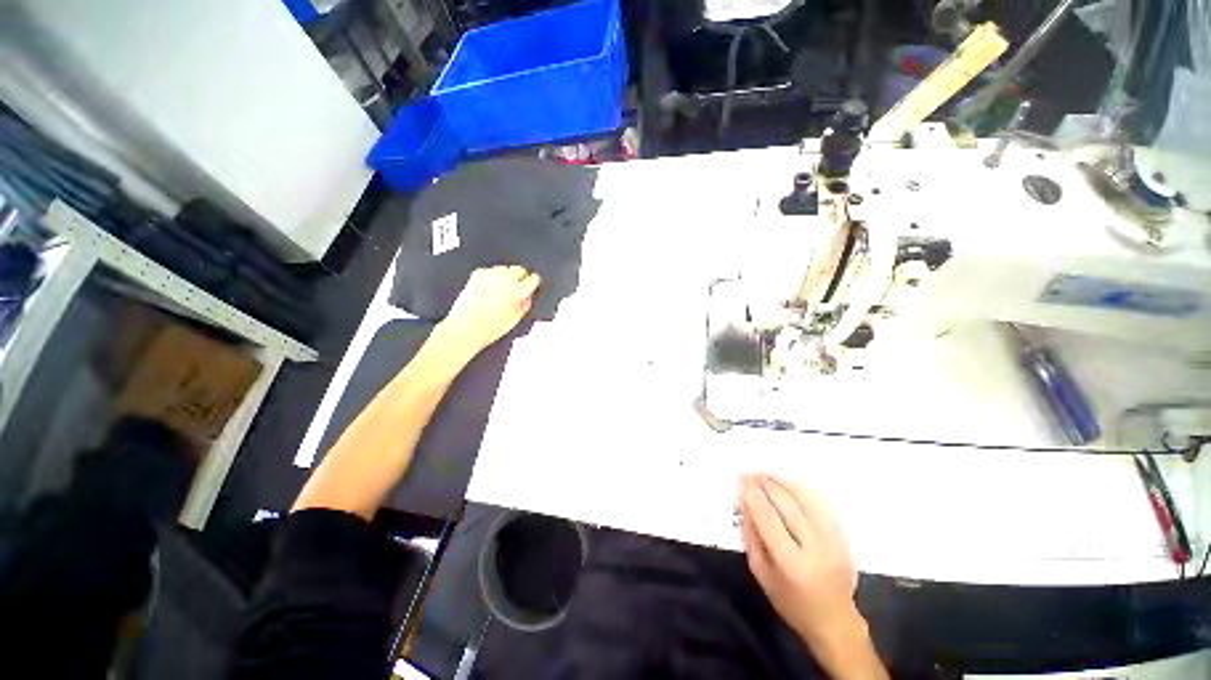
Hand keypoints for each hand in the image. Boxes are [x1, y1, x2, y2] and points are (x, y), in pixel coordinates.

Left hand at [440, 266, 540, 357]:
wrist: (467, 327)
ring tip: (502, 289)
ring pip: (505, 268)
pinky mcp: (478, 274)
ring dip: (507, 276)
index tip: (532, 285)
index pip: (533, 279)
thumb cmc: (489, 327)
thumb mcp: (516, 319)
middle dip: (521, 277)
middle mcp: (506, 279)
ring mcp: (491, 275)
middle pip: (520, 269)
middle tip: (518, 288)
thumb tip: (529, 296)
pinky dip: (493, 277)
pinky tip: (491, 288)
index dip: (534, 283)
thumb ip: (526, 305)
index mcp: (519, 291)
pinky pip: (491, 270)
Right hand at [739, 475, 865, 653]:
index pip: (768, 518)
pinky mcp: (842, 537)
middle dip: (766, 484)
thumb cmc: (791, 602)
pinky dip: (802, 489)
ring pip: (806, 499)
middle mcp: (815, 548)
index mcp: (791, 563)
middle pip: (788, 505)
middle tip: (750, 473)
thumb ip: (751, 537)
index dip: (753, 495)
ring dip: (783, 482)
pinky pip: (821, 504)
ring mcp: (833, 541)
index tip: (741, 480)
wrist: (835, 621)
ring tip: (766, 474)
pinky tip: (788, 483)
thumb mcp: (762, 574)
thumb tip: (745, 503)